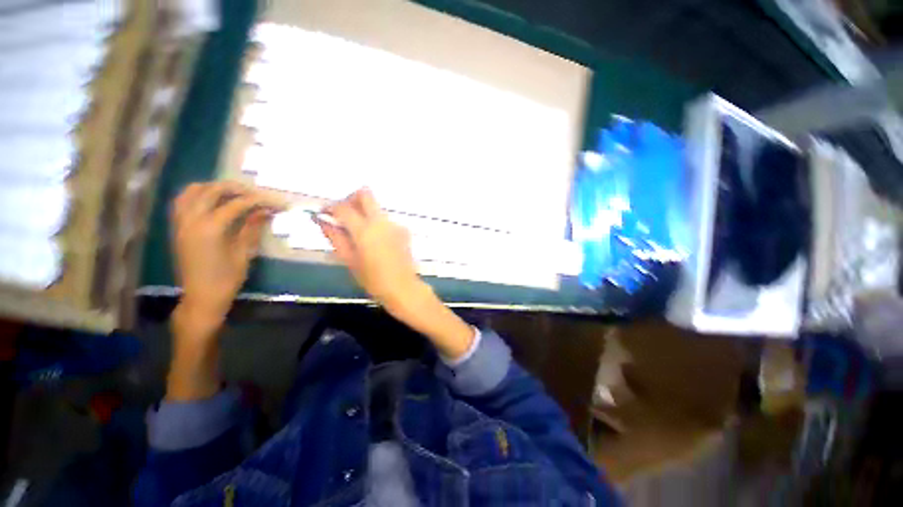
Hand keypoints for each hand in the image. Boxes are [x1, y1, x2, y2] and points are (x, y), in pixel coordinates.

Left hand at [166, 181, 281, 400]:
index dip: (259, 200)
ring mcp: (181, 223)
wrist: (201, 297)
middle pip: (212, 191)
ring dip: (213, 187)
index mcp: (210, 228)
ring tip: (232, 193)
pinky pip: (182, 202)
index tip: (276, 202)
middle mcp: (192, 220)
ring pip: (191, 192)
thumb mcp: (244, 253)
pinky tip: (212, 201)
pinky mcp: (177, 228)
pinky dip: (197, 195)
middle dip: (236, 188)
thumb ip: (252, 228)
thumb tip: (265, 211)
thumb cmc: (227, 278)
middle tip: (256, 193)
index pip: (237, 204)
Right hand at [317, 188, 421, 310]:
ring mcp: (395, 224)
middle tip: (342, 214)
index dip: (330, 207)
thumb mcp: (349, 260)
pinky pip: (386, 220)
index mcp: (365, 229)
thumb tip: (321, 220)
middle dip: (351, 199)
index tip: (324, 214)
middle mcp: (381, 221)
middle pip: (365, 194)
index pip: (343, 207)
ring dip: (364, 212)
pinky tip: (374, 241)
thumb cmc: (373, 279)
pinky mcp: (404, 230)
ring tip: (357, 232)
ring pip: (376, 207)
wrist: (403, 287)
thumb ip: (335, 236)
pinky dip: (376, 223)